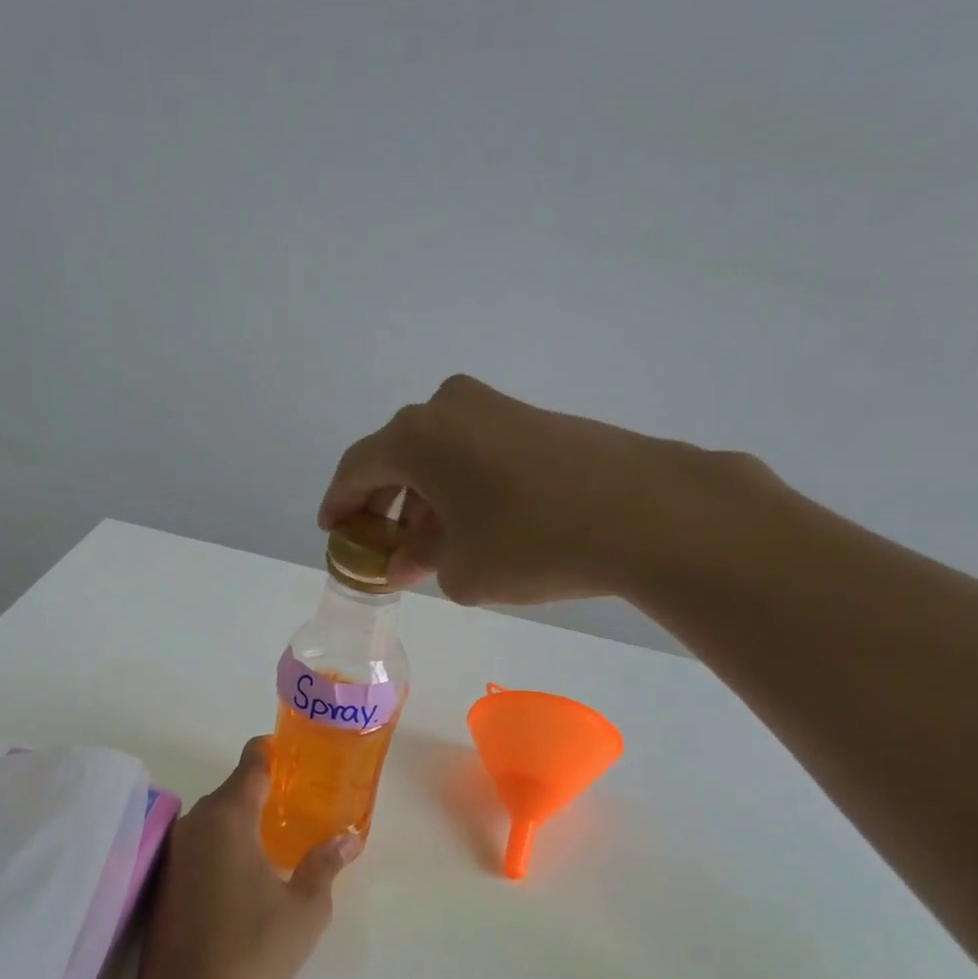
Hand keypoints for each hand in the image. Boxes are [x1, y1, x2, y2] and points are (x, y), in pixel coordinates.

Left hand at [133, 737, 358, 978]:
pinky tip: (243, 872)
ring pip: (213, 818)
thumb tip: (348, 838)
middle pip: (231, 790)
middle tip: (297, 804)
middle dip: (262, 792)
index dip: (272, 752)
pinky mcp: (165, 879)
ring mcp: (176, 851)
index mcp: (230, 817)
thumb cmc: (253, 947)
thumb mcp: (306, 908)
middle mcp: (197, 823)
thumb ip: (325, 864)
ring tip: (275, 838)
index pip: (251, 764)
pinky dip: (222, 844)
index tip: (293, 754)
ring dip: (240, 820)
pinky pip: (200, 843)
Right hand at [319, 374, 774, 606]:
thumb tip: (409, 558)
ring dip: (425, 498)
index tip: (332, 531)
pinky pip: (476, 451)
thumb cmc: (531, 543)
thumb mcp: (461, 570)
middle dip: (385, 505)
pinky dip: (462, 486)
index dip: (339, 503)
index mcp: (416, 437)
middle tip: (382, 546)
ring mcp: (497, 407)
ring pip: (440, 454)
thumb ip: (421, 562)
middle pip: (397, 457)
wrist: (645, 512)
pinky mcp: (536, 419)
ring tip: (431, 546)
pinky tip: (475, 525)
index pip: (356, 468)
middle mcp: (449, 408)